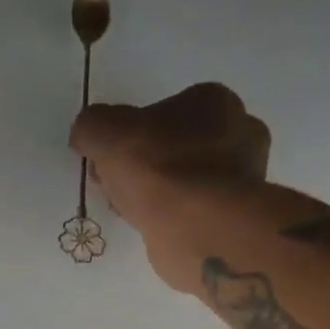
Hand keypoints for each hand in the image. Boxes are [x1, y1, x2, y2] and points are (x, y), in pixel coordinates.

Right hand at [70, 83, 270, 291]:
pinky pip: (192, 210)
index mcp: (214, 100)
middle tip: (115, 187)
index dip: (130, 135)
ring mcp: (241, 178)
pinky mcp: (235, 217)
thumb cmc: (156, 167)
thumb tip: (88, 136)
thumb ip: (91, 126)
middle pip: (174, 147)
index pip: (165, 111)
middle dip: (141, 166)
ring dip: (154, 194)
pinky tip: (152, 228)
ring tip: (130, 211)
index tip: (108, 159)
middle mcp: (238, 133)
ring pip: (183, 181)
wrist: (195, 226)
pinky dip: (170, 217)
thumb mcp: (103, 131)